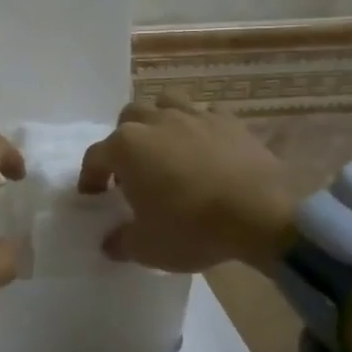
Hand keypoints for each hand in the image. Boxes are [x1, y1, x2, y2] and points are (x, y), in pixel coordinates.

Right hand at [77, 96, 296, 271]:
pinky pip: (207, 114)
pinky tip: (206, 147)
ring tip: (166, 147)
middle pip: (128, 119)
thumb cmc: (192, 229)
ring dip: (159, 121)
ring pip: (166, 103)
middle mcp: (155, 122)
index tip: (94, 196)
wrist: (262, 215)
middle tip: (132, 171)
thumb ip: (121, 242)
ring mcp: (195, 117)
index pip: (95, 157)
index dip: (90, 177)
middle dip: (124, 141)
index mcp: (126, 148)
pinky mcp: (230, 122)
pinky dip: (200, 127)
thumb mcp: (147, 248)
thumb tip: (110, 242)